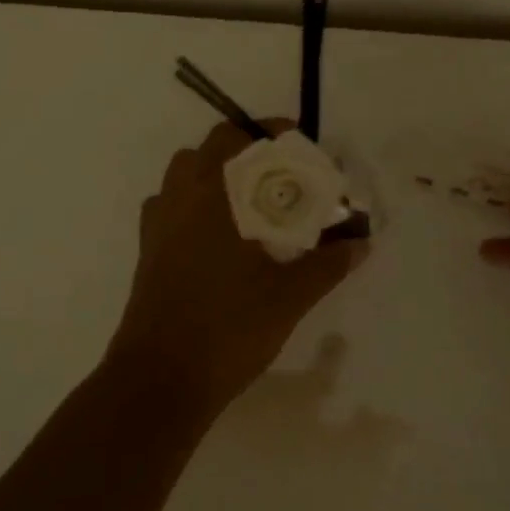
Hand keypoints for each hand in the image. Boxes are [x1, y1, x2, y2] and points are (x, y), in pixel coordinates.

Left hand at [104, 119, 369, 421]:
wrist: (161, 379)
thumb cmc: (227, 328)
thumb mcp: (289, 297)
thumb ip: (327, 265)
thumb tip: (362, 242)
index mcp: (210, 196)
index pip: (234, 138)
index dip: (266, 131)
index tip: (295, 140)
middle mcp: (178, 199)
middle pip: (205, 151)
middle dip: (242, 151)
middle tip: (278, 173)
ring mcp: (157, 226)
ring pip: (182, 177)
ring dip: (214, 175)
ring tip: (250, 202)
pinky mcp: (147, 252)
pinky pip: (170, 208)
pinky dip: (194, 205)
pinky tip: (219, 237)